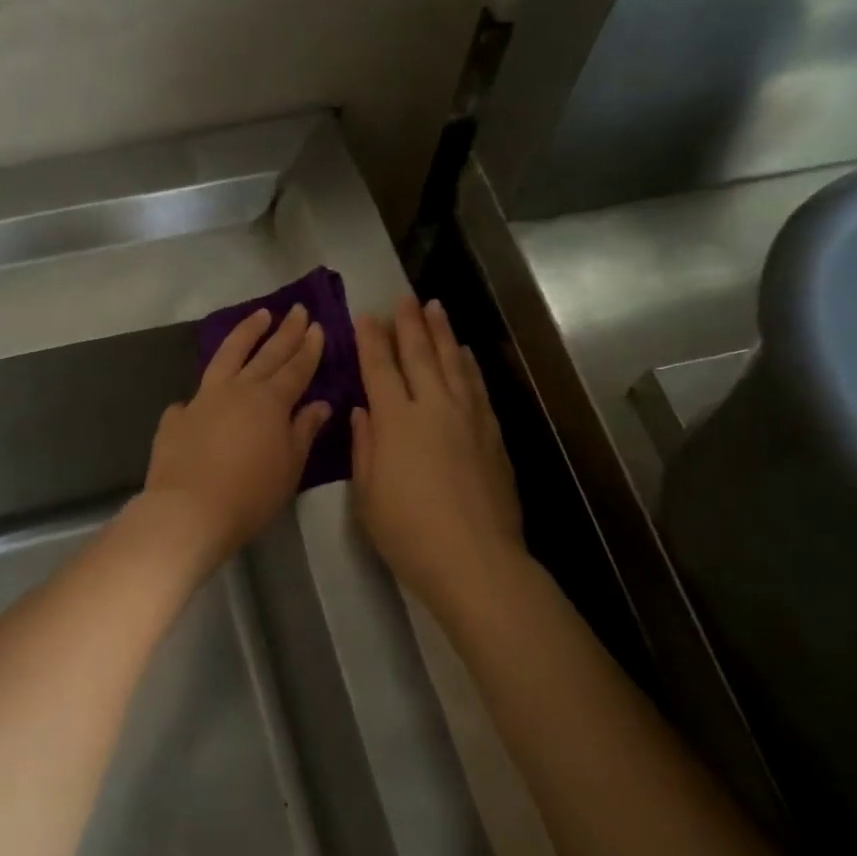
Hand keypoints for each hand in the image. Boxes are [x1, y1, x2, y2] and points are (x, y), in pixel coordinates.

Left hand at [142, 304, 332, 572]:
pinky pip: (194, 397)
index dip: (308, 348)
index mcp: (270, 402)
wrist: (188, 511)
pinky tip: (203, 394)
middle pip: (266, 354)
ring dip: (245, 334)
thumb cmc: (250, 495)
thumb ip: (304, 431)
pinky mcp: (177, 418)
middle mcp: (237, 390)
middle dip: (285, 331)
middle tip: (297, 309)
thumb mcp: (289, 467)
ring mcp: (203, 400)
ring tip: (259, 316)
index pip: (296, 368)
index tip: (317, 326)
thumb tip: (319, 404)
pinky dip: (205, 391)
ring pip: (227, 356)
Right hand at [352, 297, 524, 611]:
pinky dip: (468, 365)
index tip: (365, 316)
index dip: (371, 340)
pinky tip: (464, 354)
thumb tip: (364, 412)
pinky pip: (476, 387)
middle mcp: (433, 407)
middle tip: (403, 297)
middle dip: (408, 323)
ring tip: (434, 307)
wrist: (474, 559)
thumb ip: (365, 446)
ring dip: (442, 333)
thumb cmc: (407, 532)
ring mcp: (468, 418)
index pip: (380, 368)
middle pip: (419, 355)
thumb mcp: (367, 493)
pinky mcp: (492, 434)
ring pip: (453, 362)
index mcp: (396, 421)